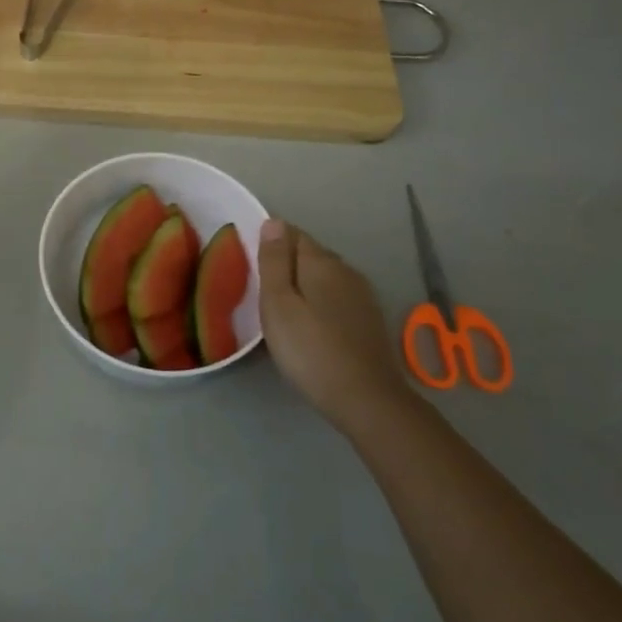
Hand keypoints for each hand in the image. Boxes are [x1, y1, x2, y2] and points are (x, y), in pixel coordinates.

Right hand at [259, 219, 411, 437]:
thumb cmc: (310, 349)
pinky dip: (320, 301)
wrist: (367, 399)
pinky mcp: (369, 320)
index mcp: (321, 262)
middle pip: (311, 254)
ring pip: (325, 277)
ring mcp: (362, 296)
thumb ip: (274, 261)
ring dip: (305, 283)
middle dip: (288, 262)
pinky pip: (337, 297)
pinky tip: (311, 323)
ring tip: (283, 306)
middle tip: (262, 286)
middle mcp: (346, 270)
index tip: (253, 261)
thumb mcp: (278, 304)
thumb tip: (274, 222)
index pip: (293, 234)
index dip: (271, 241)